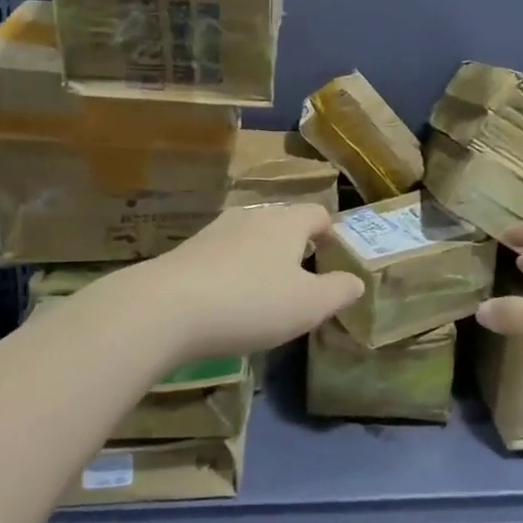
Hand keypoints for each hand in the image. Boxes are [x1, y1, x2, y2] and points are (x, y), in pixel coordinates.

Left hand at [129, 204, 362, 360]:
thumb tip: (357, 281)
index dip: (330, 234)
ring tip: (264, 292)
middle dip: (295, 246)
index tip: (333, 259)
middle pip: (283, 222)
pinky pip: (222, 255)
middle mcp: (253, 216)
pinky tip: (227, 301)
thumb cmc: (250, 302)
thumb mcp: (308, 305)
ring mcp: (216, 230)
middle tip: (302, 280)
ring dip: (262, 258)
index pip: (318, 214)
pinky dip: (232, 271)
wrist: (165, 308)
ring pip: (251, 237)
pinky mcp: (188, 251)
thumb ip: (339, 291)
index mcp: (287, 222)